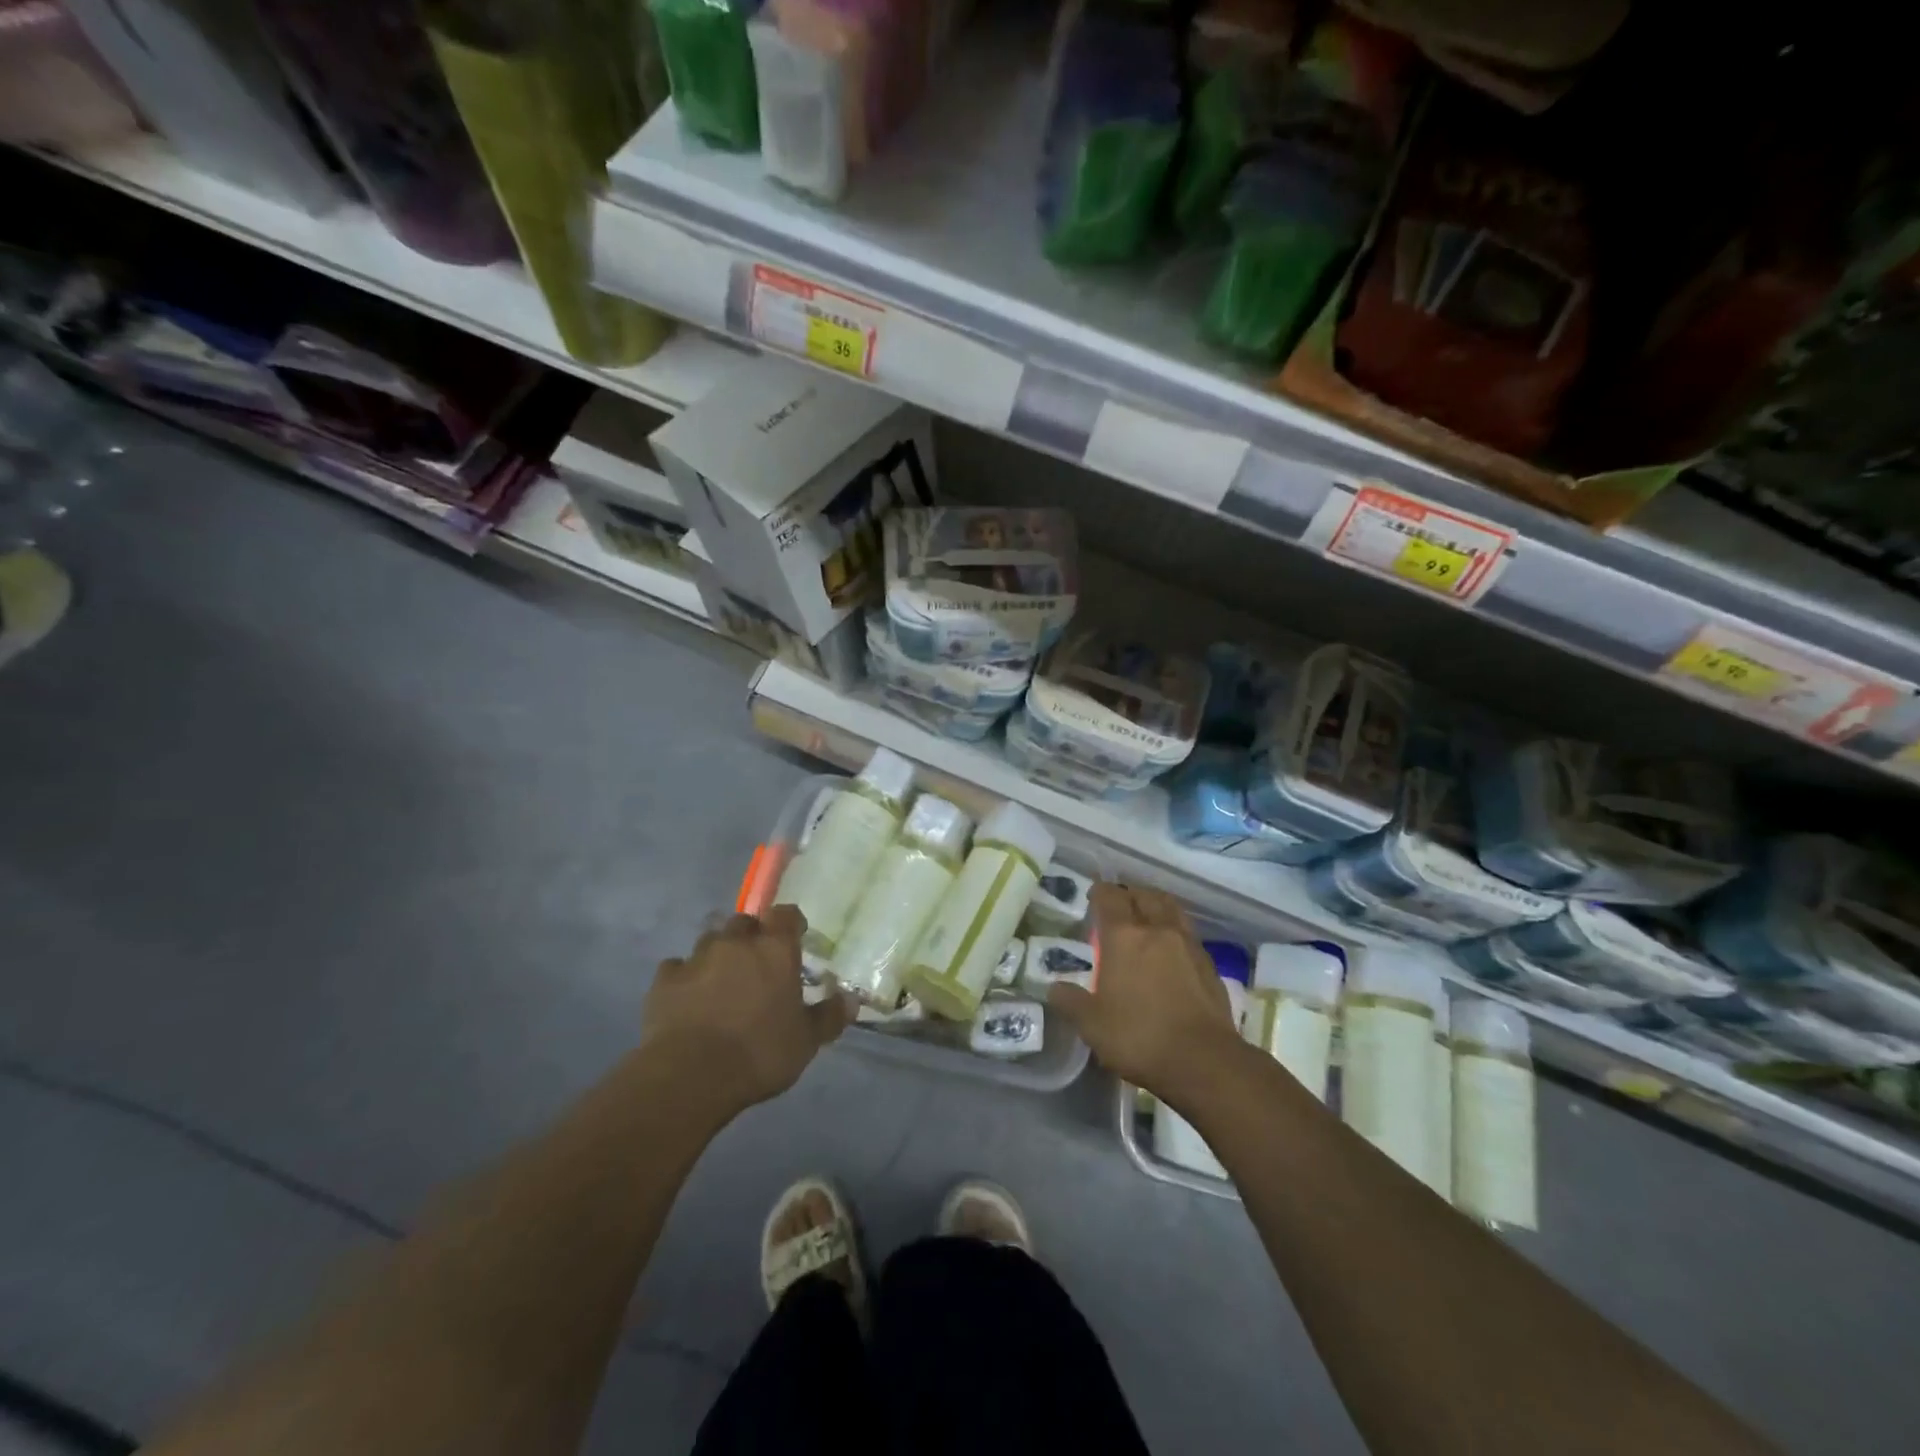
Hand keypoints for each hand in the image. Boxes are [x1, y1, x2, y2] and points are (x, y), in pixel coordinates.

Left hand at [640, 905, 854, 1113]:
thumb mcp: (806, 1041)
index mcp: (775, 950)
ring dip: (718, 954)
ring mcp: (696, 958)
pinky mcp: (664, 980)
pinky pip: (677, 967)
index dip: (791, 923)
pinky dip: (685, 977)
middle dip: (751, 936)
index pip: (786, 914)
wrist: (691, 1075)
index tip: (796, 937)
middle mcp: (736, 943)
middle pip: (744, 922)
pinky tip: (688, 997)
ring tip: (722, 980)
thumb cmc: (760, 1053)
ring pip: (710, 940)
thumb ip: (829, 1016)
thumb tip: (852, 999)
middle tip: (757, 962)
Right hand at [1048, 883, 1241, 1101]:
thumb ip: (1071, 1002)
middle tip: (1119, 904)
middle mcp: (1157, 930)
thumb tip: (1054, 988)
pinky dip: (1175, 930)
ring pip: (1171, 908)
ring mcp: (1188, 945)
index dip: (1100, 891)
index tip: (1092, 895)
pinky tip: (1170, 949)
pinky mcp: (1209, 964)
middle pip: (1144, 896)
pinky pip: (1188, 933)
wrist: (1204, 1061)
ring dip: (1156, 905)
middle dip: (1129, 893)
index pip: (1110, 897)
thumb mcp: (1092, 1025)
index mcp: (1124, 937)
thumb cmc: (1139, 1037)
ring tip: (1146, 916)